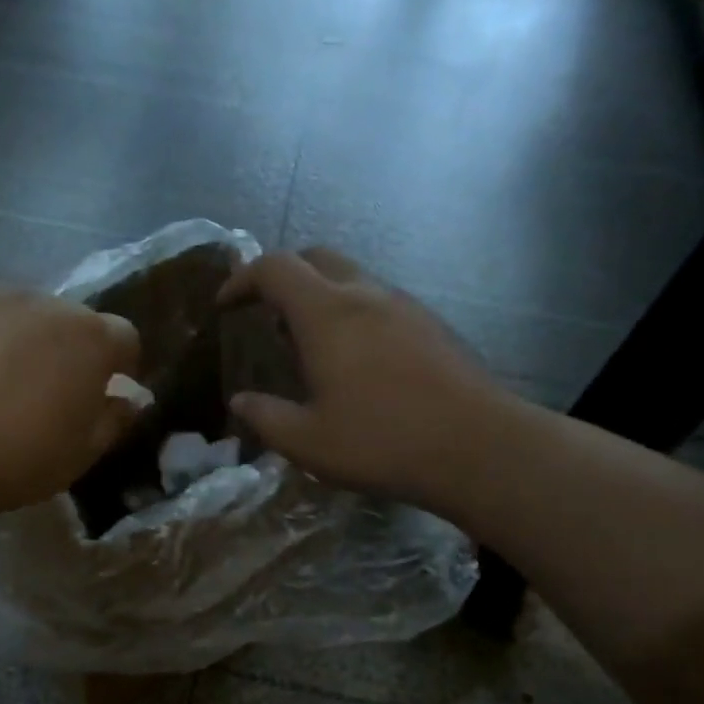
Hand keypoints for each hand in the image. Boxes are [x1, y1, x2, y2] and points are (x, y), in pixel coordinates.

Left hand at [0, 289, 140, 516]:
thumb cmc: (18, 458)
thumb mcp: (82, 454)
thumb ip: (115, 420)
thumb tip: (130, 400)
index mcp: (90, 338)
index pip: (124, 337)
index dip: (121, 365)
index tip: (106, 391)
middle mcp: (44, 303)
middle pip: (69, 321)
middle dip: (68, 350)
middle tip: (47, 392)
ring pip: (19, 315)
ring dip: (20, 340)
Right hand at [220, 249, 510, 506]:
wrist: (478, 447)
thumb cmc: (382, 441)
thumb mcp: (308, 442)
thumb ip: (266, 417)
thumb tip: (240, 401)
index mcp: (327, 314)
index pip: (274, 268)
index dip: (242, 279)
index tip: (225, 305)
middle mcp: (365, 295)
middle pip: (315, 256)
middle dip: (282, 275)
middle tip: (265, 312)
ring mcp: (403, 305)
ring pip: (351, 276)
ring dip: (319, 293)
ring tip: (306, 341)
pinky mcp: (430, 324)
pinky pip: (378, 299)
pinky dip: (351, 310)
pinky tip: (354, 357)